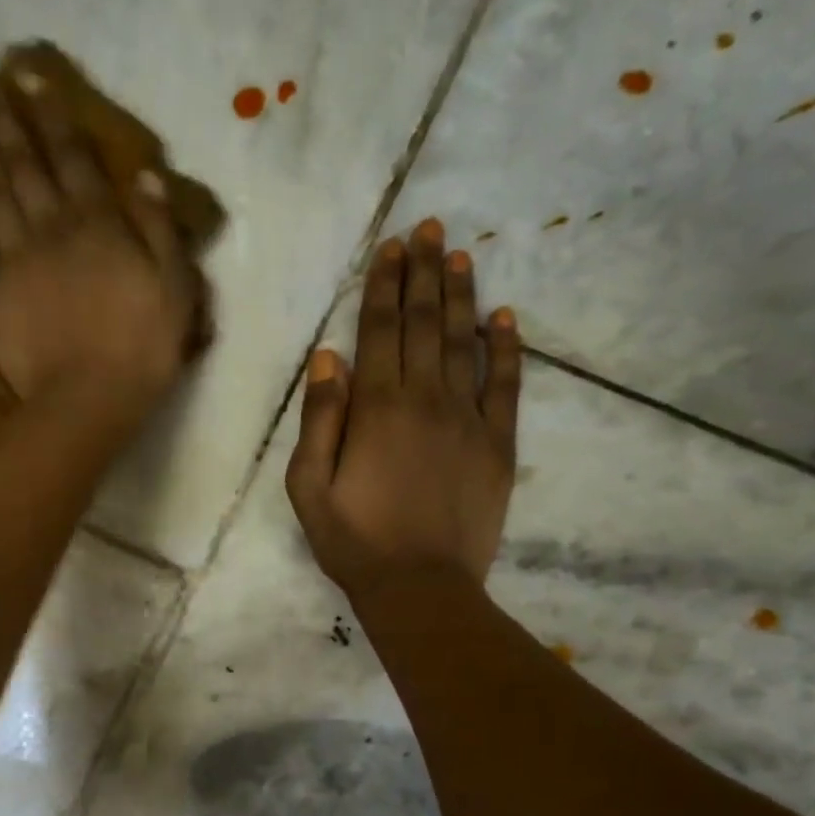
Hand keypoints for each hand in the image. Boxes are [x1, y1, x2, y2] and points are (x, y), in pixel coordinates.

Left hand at [0, 70, 201, 430]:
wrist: (88, 400)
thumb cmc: (142, 350)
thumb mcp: (176, 289)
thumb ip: (160, 229)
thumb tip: (144, 175)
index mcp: (98, 224)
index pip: (75, 158)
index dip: (54, 116)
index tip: (34, 77)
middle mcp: (51, 227)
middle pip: (28, 166)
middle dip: (11, 123)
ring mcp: (13, 258)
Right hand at [286, 219, 522, 596]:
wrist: (420, 587)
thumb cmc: (354, 542)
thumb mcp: (309, 487)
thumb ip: (319, 419)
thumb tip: (329, 357)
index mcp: (375, 409)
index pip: (380, 332)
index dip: (384, 286)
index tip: (391, 247)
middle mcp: (424, 400)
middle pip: (424, 325)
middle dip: (422, 274)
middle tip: (428, 228)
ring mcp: (467, 419)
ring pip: (464, 343)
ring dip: (460, 296)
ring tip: (458, 255)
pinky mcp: (497, 444)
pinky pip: (504, 385)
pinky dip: (505, 349)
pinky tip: (504, 318)